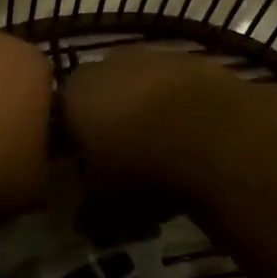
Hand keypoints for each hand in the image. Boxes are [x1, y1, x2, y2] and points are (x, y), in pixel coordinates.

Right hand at [61, 47, 242, 220]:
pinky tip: (198, 136)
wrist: (213, 134)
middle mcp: (108, 64)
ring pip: (144, 86)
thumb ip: (88, 213)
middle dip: (114, 121)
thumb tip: (84, 221)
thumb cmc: (142, 168)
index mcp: (75, 94)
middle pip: (104, 94)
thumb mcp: (105, 206)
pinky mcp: (194, 59)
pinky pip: (180, 86)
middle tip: (129, 159)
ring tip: (169, 150)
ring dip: (150, 110)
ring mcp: (153, 56)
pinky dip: (184, 106)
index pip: (63, 115)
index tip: (90, 169)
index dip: (76, 142)